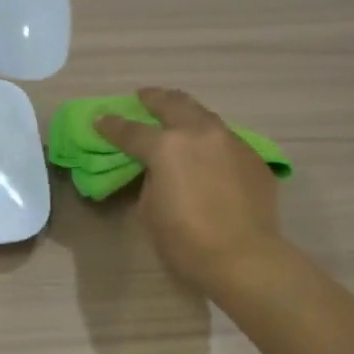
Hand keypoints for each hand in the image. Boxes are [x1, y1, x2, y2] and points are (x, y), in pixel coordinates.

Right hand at [96, 87, 285, 297]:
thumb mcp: (151, 210)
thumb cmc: (186, 240)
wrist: (243, 257)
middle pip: (173, 104)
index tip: (100, 119)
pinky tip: (206, 150)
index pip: (131, 130)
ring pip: (204, 115)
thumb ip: (151, 180)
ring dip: (186, 112)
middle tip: (143, 96)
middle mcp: (199, 133)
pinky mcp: (253, 157)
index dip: (112, 125)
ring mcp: (231, 142)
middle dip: (154, 98)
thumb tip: (160, 170)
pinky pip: (226, 138)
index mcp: (166, 147)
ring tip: (176, 114)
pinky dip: (209, 138)